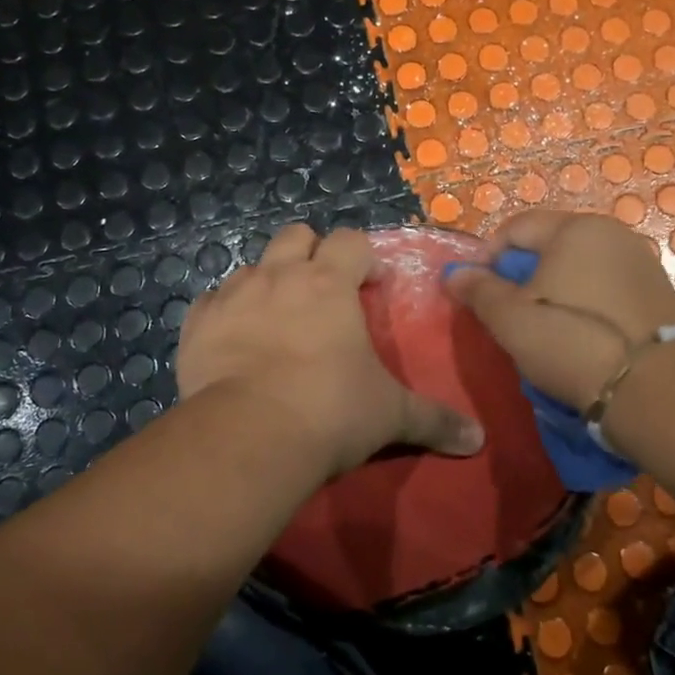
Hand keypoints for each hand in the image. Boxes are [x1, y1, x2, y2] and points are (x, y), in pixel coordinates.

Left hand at [177, 223, 484, 477]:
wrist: (249, 435)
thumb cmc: (331, 410)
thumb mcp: (390, 414)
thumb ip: (434, 419)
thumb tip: (478, 439)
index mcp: (330, 282)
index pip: (351, 240)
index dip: (364, 258)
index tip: (371, 286)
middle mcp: (280, 275)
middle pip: (296, 234)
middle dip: (311, 252)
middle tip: (321, 290)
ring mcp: (233, 295)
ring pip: (251, 266)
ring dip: (267, 283)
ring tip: (276, 321)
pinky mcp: (197, 323)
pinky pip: (211, 302)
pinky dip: (224, 313)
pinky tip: (233, 341)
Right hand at [443, 210, 674, 411]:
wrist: (652, 389)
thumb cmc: (570, 342)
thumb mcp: (510, 319)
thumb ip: (479, 290)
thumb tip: (455, 273)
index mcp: (575, 228)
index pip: (516, 227)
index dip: (488, 257)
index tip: (478, 292)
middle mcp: (613, 233)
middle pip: (550, 244)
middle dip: (522, 273)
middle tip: (509, 312)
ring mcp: (641, 262)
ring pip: (579, 266)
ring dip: (554, 288)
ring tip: (543, 327)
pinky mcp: (659, 293)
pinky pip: (606, 286)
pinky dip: (585, 301)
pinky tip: (579, 334)